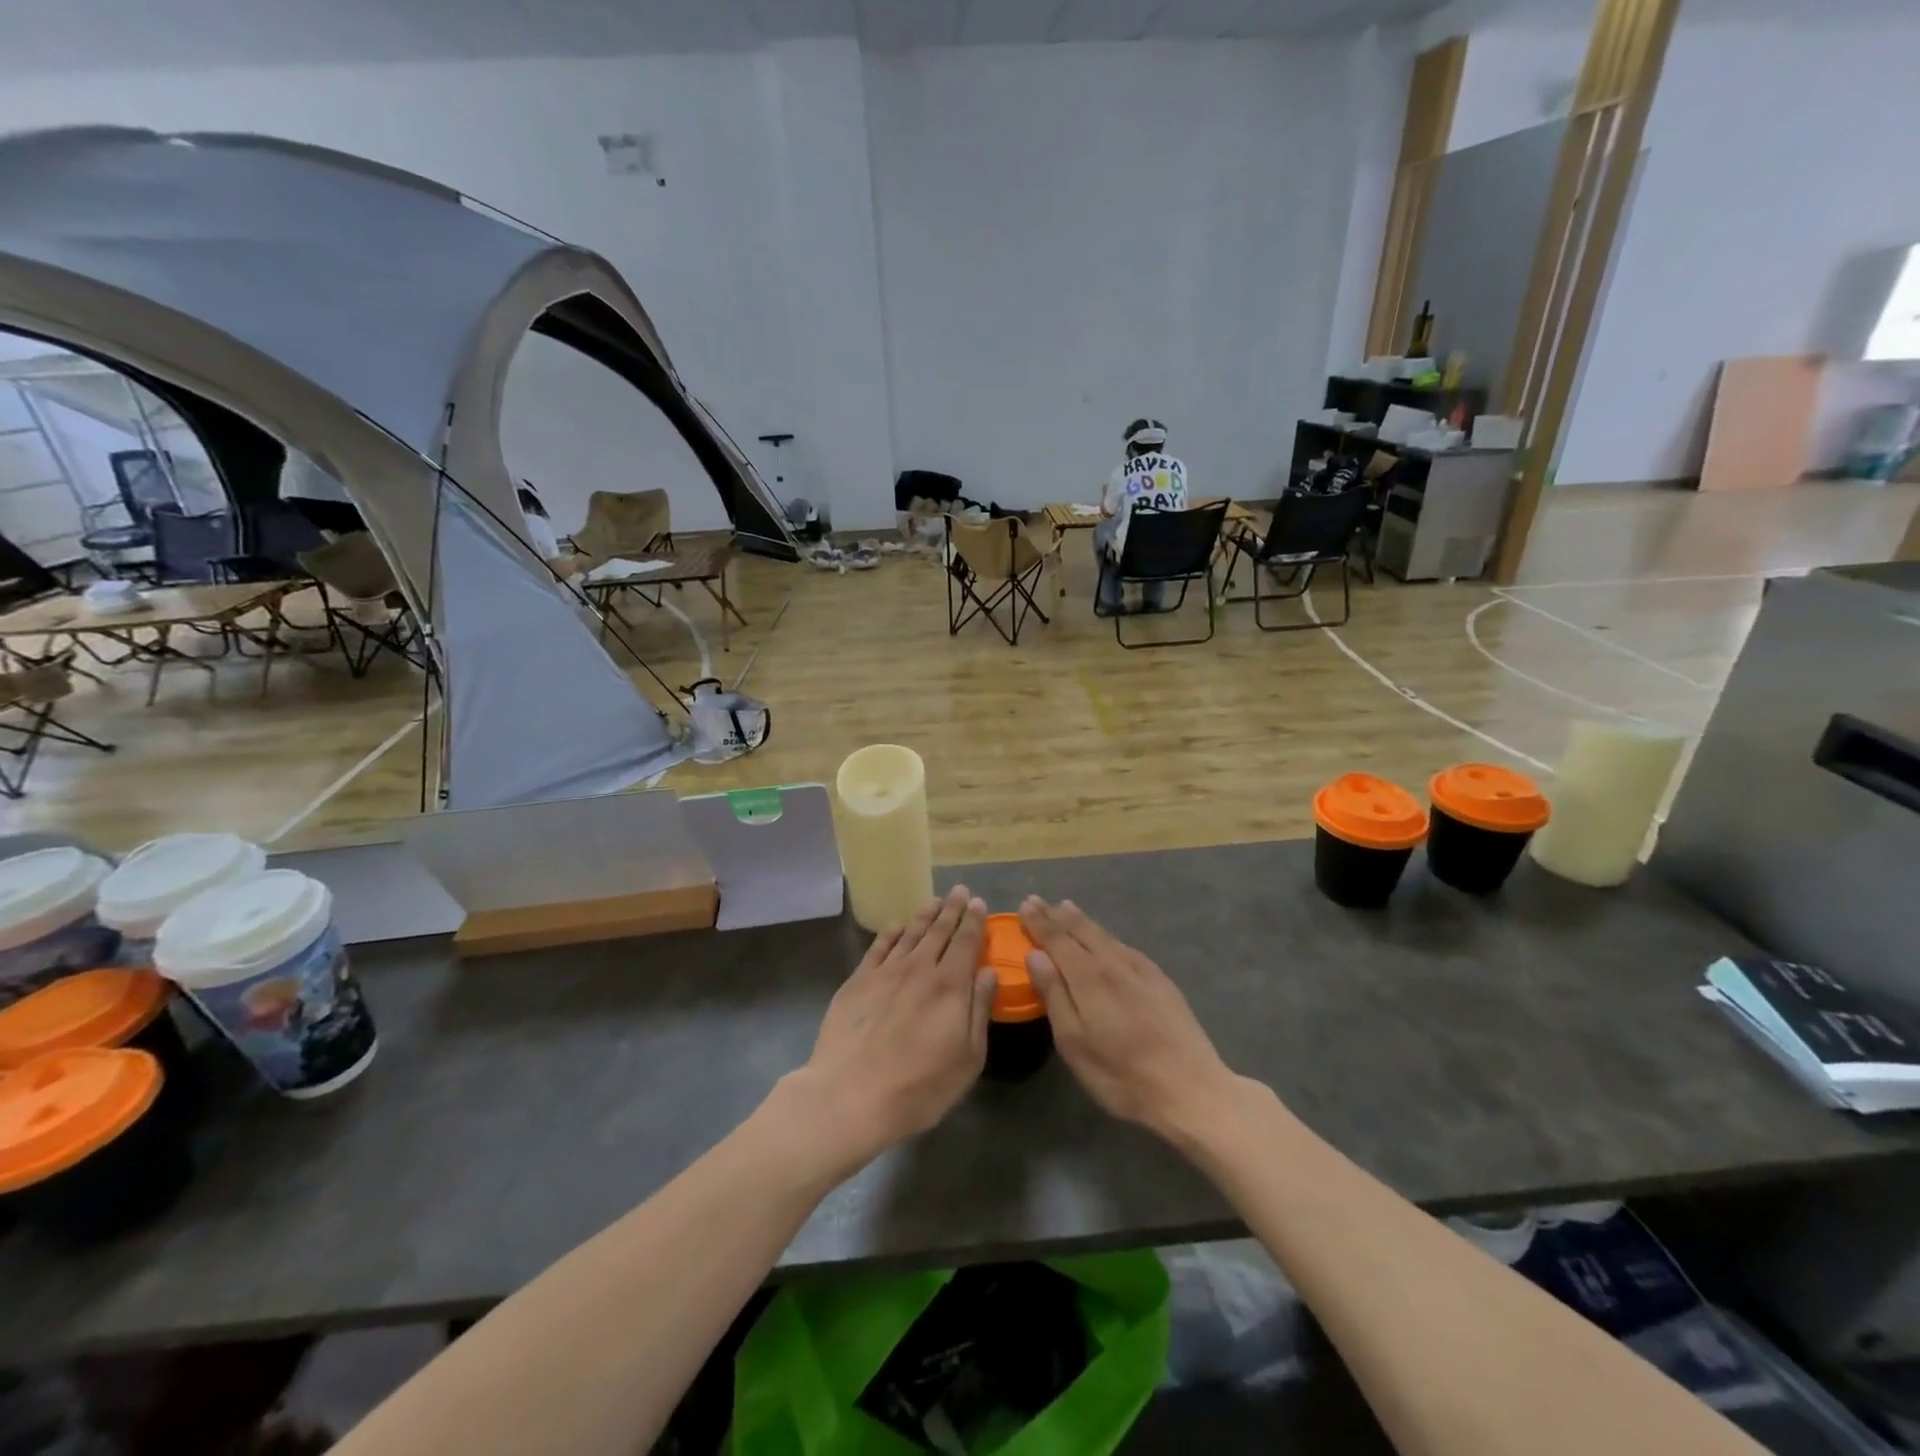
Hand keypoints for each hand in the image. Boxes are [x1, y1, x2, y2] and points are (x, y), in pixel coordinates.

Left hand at [789, 887, 996, 1175]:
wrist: (850, 1096)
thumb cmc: (919, 1087)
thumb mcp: (967, 1059)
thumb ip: (980, 1011)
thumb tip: (988, 973)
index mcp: (950, 985)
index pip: (966, 942)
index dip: (974, 921)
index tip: (979, 902)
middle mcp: (919, 968)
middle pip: (939, 931)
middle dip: (952, 909)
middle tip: (960, 891)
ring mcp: (885, 972)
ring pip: (909, 934)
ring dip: (924, 916)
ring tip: (934, 901)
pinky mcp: (857, 981)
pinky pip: (878, 948)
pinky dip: (889, 933)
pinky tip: (895, 926)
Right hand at [1019, 897, 1238, 1141]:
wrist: (1190, 1088)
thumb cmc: (1121, 1074)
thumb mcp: (1074, 1042)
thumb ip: (1053, 995)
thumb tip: (1035, 955)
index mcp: (1088, 976)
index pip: (1057, 939)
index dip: (1039, 922)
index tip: (1025, 904)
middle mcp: (1114, 963)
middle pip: (1081, 931)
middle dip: (1057, 915)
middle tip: (1039, 901)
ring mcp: (1141, 969)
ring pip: (1104, 935)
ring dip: (1081, 920)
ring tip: (1066, 908)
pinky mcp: (1160, 980)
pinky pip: (1124, 946)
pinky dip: (1106, 935)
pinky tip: (1106, 939)